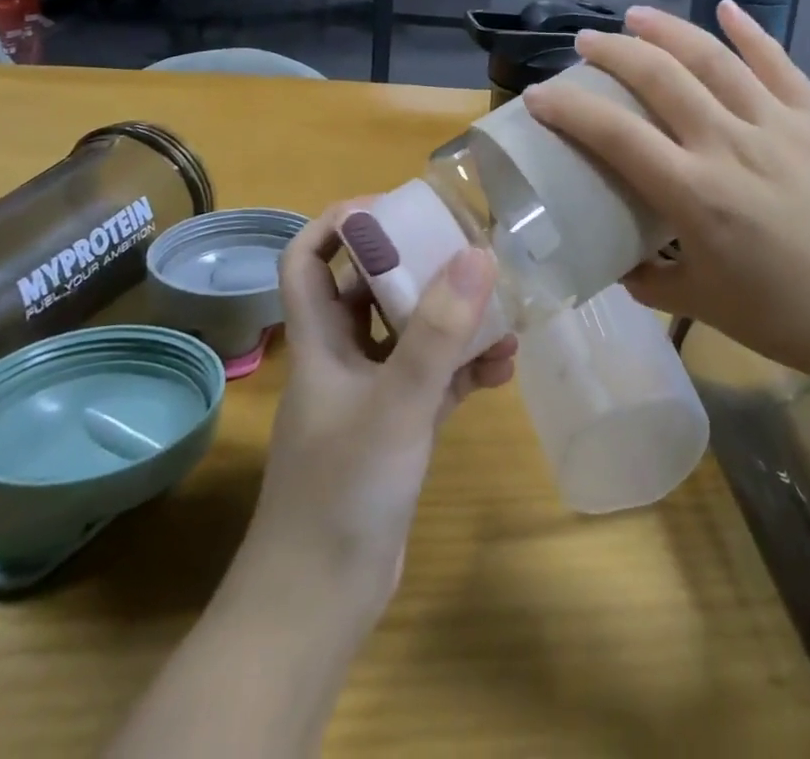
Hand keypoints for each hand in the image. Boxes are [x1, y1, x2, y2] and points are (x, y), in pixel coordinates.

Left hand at [240, 204, 516, 629]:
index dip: (340, 224)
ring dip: (451, 319)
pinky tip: (502, 368)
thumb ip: (438, 332)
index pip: (307, 259)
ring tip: (500, 307)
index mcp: (320, 340)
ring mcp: (370, 395)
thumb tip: (478, 254)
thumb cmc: (343, 489)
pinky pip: (433, 380)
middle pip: (368, 289)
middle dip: (415, 263)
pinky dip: (463, 368)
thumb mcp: (396, 403)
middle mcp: (341, 358)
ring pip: (409, 335)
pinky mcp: (397, 429)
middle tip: (464, 246)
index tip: (394, 207)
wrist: (321, 602)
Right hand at [522, 1, 809, 387]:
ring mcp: (778, 124)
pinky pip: (779, 63)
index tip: (538, 95)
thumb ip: (649, 280)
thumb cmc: (789, 318)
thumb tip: (616, 262)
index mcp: (695, 194)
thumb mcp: (703, 304)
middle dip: (614, 53)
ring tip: (636, 16)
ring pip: (715, 58)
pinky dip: (750, 31)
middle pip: (660, 78)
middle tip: (586, 42)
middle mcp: (730, 144)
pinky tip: (727, 8)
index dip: (569, 109)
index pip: (615, 136)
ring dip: (669, 30)